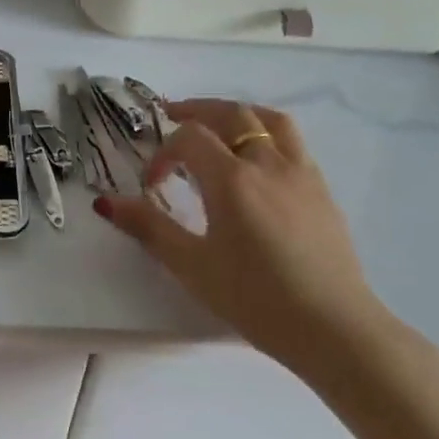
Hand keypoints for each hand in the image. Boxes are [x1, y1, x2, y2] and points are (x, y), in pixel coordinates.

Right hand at [95, 99, 399, 380]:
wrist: (332, 327)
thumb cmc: (254, 298)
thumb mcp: (192, 265)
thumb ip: (149, 227)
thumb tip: (106, 202)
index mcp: (232, 179)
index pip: (190, 138)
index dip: (163, 153)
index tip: (152, 185)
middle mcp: (268, 163)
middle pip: (231, 114)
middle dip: (197, 111)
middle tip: (172, 117)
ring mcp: (301, 172)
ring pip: (269, 120)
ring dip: (237, 114)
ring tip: (219, 125)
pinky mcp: (321, 189)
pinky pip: (292, 142)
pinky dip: (266, 134)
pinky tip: (257, 162)